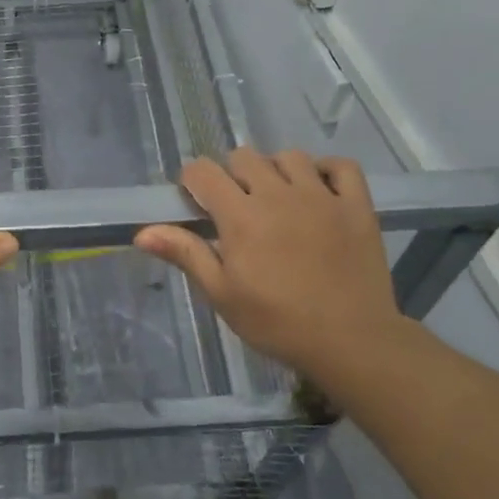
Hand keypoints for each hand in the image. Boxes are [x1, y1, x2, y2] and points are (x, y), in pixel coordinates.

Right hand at [135, 149, 408, 378]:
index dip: (193, 180)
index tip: (196, 201)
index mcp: (240, 216)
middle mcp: (277, 194)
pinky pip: (341, 166)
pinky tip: (318, 189)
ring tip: (277, 198)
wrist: (352, 342)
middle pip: (244, 157)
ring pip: (289, 156)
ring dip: (275, 170)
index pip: (203, 171)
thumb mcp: (222, 294)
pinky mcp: (356, 205)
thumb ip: (186, 254)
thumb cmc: (277, 322)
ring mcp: (321, 196)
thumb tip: (142, 232)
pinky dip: (326, 170)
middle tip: (237, 206)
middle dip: (232, 174)